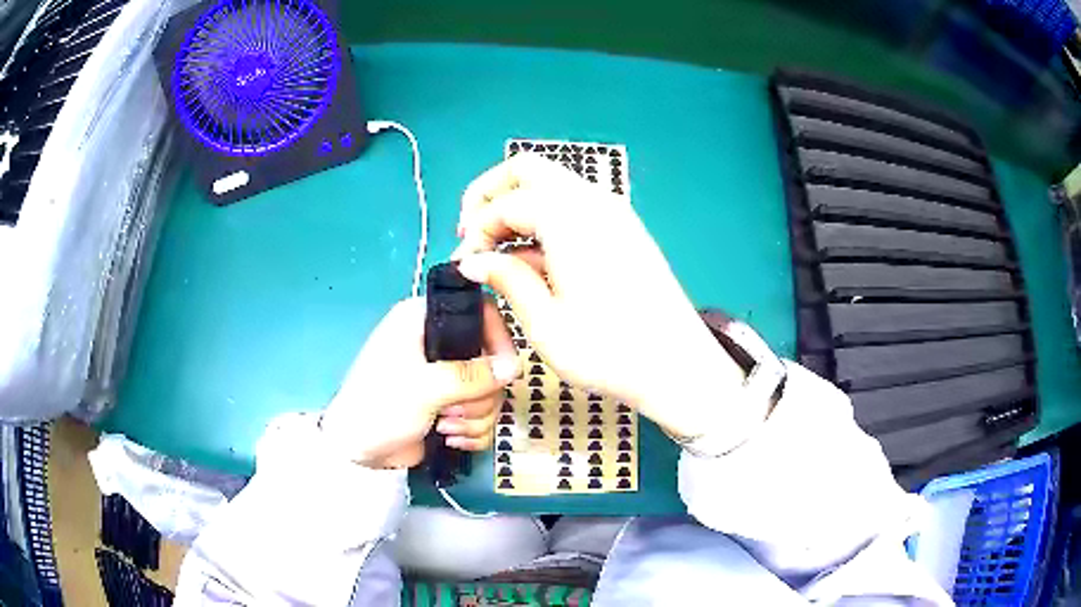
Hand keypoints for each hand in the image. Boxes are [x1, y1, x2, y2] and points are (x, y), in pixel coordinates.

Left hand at [319, 297, 518, 468]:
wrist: (356, 450)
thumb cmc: (379, 405)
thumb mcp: (423, 386)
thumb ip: (471, 375)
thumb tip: (515, 367)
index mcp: (425, 321)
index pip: (481, 314)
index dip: (499, 340)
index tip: (505, 371)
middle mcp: (439, 344)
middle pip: (491, 360)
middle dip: (479, 394)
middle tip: (453, 409)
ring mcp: (445, 376)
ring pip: (490, 391)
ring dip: (474, 416)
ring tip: (445, 427)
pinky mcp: (449, 405)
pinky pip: (482, 414)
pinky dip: (473, 430)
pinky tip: (450, 438)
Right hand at [453, 154, 756, 441]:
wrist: (678, 365)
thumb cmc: (610, 352)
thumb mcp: (546, 324)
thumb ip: (507, 280)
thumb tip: (473, 261)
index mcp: (569, 218)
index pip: (504, 204)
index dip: (475, 231)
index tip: (465, 265)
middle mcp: (592, 200)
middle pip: (528, 169)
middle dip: (491, 194)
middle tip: (473, 234)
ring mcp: (614, 211)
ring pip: (551, 184)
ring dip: (517, 206)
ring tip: (499, 251)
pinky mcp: (624, 228)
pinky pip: (572, 204)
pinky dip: (544, 218)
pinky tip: (534, 259)